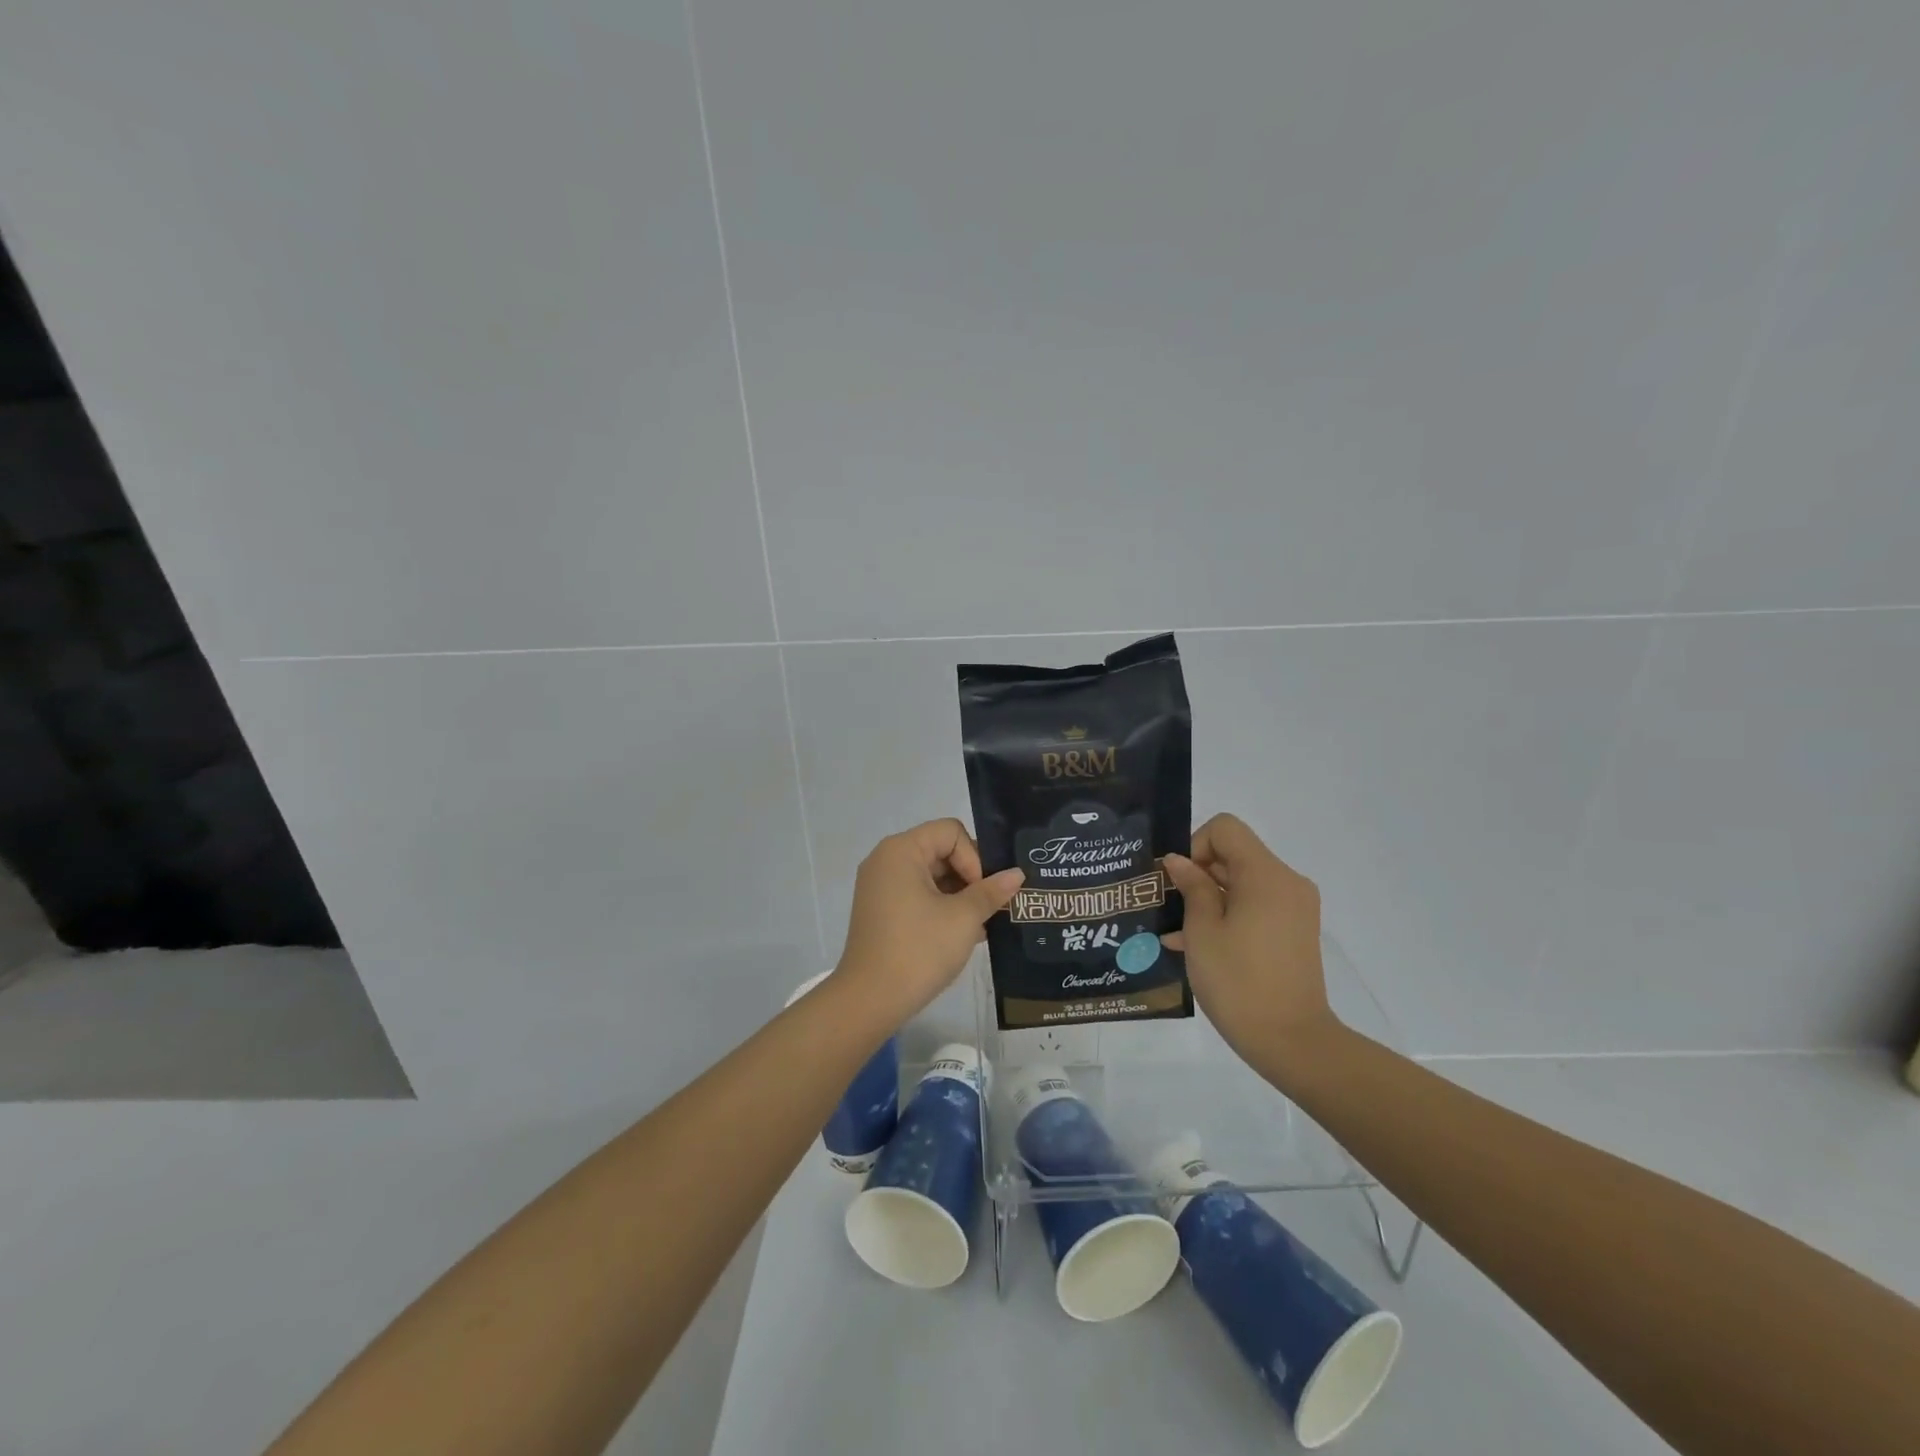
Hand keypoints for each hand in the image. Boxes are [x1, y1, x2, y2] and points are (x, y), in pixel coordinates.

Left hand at [830, 819, 1024, 1033]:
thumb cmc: (919, 950)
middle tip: (991, 907)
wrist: (870, 1000)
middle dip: (970, 877)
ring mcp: (880, 886)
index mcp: (901, 850)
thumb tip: (1016, 874)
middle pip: (941, 850)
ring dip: (959, 895)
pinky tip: (963, 935)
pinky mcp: (881, 911)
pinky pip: (918, 895)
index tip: (982, 892)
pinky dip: (941, 907)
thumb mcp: (963, 918)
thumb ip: (992, 891)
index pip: (950, 832)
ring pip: (931, 875)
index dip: (973, 857)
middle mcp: (886, 860)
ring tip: (981, 924)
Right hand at [1162, 814, 1339, 1069]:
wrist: (1293, 1042)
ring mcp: (1295, 908)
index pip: (1225, 829)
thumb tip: (1179, 861)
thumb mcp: (1202, 931)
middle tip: (1169, 907)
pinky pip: (1256, 907)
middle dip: (1198, 874)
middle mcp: (1287, 882)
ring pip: (1242, 883)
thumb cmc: (1239, 982)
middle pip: (1235, 854)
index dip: (1195, 846)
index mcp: (1266, 875)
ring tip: (1176, 933)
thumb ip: (1192, 887)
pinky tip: (1196, 945)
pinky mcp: (1295, 932)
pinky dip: (1228, 916)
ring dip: (1209, 899)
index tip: (1179, 882)